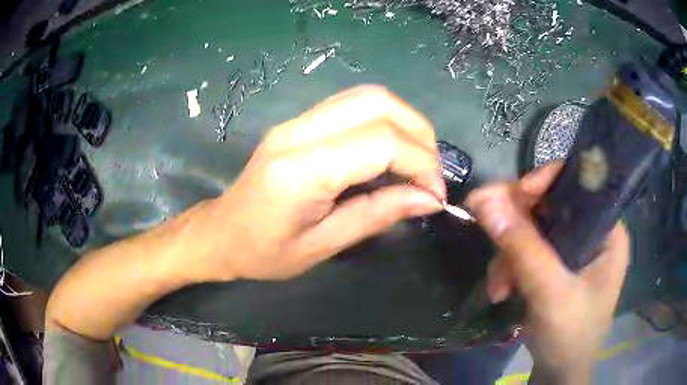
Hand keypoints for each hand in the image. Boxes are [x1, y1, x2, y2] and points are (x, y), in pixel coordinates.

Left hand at [183, 85, 445, 280]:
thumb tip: (428, 199)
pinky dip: (385, 122)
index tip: (434, 195)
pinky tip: (391, 152)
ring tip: (417, 162)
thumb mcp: (322, 246)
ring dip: (405, 123)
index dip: (421, 164)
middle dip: (420, 135)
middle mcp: (298, 132)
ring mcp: (296, 121)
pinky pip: (353, 105)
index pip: (380, 142)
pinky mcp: (299, 122)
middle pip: (378, 103)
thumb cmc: (263, 253)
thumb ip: (377, 215)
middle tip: (430, 174)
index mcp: (300, 170)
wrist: (220, 233)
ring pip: (368, 96)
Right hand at [465, 162, 629, 383]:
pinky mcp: (558, 266)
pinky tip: (503, 290)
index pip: (578, 184)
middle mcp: (594, 233)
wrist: (559, 375)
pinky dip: (511, 267)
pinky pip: (529, 250)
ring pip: (534, 229)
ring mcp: (575, 250)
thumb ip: (522, 247)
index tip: (508, 200)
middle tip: (492, 244)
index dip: (543, 183)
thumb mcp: (550, 293)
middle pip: (551, 206)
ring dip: (509, 255)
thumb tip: (484, 198)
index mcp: (608, 230)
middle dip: (518, 229)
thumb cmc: (570, 336)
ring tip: (499, 288)